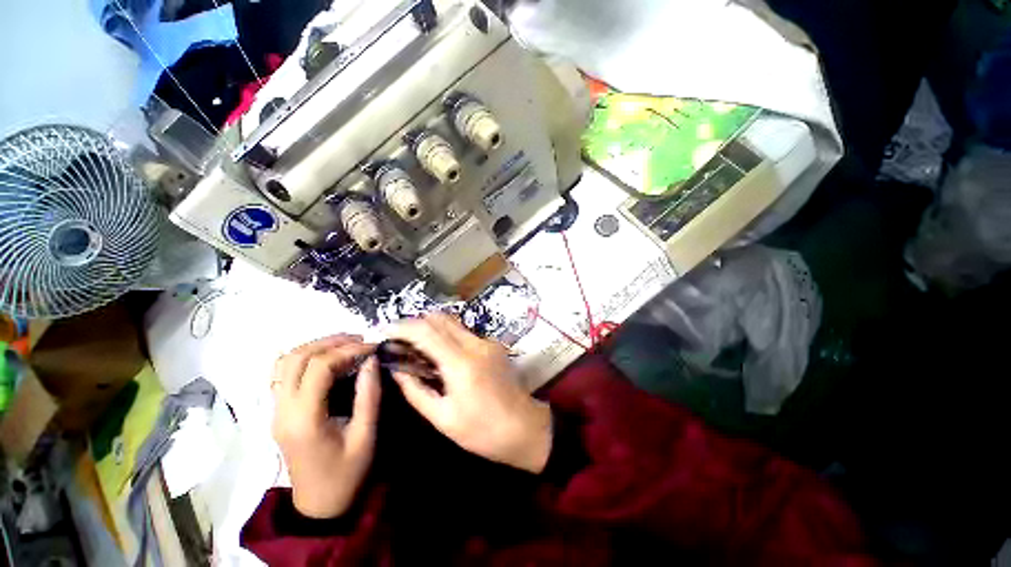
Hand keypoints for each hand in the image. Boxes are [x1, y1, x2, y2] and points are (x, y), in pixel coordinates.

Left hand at [271, 335, 380, 518]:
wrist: (319, 505)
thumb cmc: (347, 473)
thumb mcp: (366, 435)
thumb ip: (368, 395)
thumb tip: (371, 360)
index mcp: (304, 419)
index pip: (319, 367)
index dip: (348, 350)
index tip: (373, 347)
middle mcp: (283, 411)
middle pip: (296, 358)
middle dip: (329, 342)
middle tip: (359, 340)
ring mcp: (276, 411)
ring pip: (284, 363)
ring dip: (315, 347)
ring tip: (345, 344)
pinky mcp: (278, 412)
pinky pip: (283, 374)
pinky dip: (304, 358)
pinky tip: (326, 359)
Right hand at [387, 314, 551, 473]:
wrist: (524, 427)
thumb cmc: (482, 431)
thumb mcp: (442, 418)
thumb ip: (416, 391)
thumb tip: (397, 371)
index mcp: (461, 363)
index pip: (427, 332)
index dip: (403, 327)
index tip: (386, 331)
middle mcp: (475, 345)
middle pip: (441, 318)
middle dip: (416, 322)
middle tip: (399, 337)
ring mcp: (487, 342)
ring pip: (453, 322)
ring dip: (432, 326)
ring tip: (416, 344)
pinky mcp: (493, 345)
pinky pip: (464, 332)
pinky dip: (447, 334)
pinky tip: (440, 351)